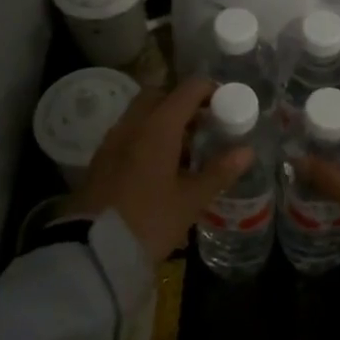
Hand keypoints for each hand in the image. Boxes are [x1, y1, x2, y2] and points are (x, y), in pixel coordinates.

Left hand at [57, 77, 253, 263]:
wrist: (92, 250)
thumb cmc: (149, 220)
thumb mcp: (190, 200)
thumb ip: (219, 172)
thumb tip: (247, 151)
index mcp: (158, 126)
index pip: (189, 89)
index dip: (210, 91)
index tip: (226, 105)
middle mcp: (133, 123)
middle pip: (160, 95)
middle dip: (183, 103)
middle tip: (204, 125)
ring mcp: (113, 140)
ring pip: (141, 114)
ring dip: (163, 120)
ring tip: (186, 150)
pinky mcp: (100, 160)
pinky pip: (128, 133)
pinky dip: (146, 137)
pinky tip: (159, 167)